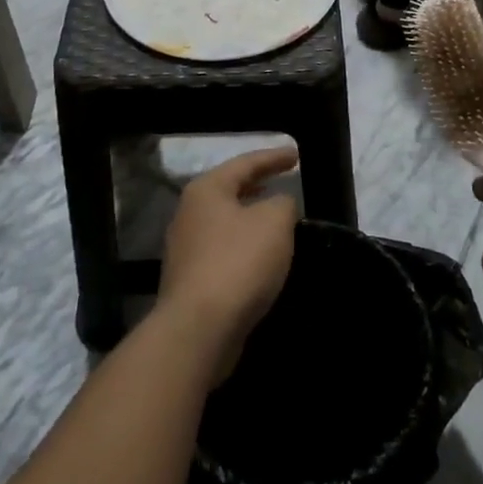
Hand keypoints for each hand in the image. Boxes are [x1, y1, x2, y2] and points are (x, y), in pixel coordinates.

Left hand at [159, 148, 298, 376]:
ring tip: (278, 219)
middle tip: (284, 180)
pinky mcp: (190, 281)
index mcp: (207, 190)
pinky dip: (245, 247)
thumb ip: (283, 203)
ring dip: (251, 219)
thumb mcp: (275, 222)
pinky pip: (224, 252)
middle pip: (230, 190)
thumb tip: (279, 205)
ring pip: (226, 223)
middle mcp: (189, 213)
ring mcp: (185, 249)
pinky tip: (262, 258)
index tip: (297, 154)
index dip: (274, 157)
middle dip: (258, 185)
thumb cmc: (238, 262)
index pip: (246, 163)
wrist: (198, 329)